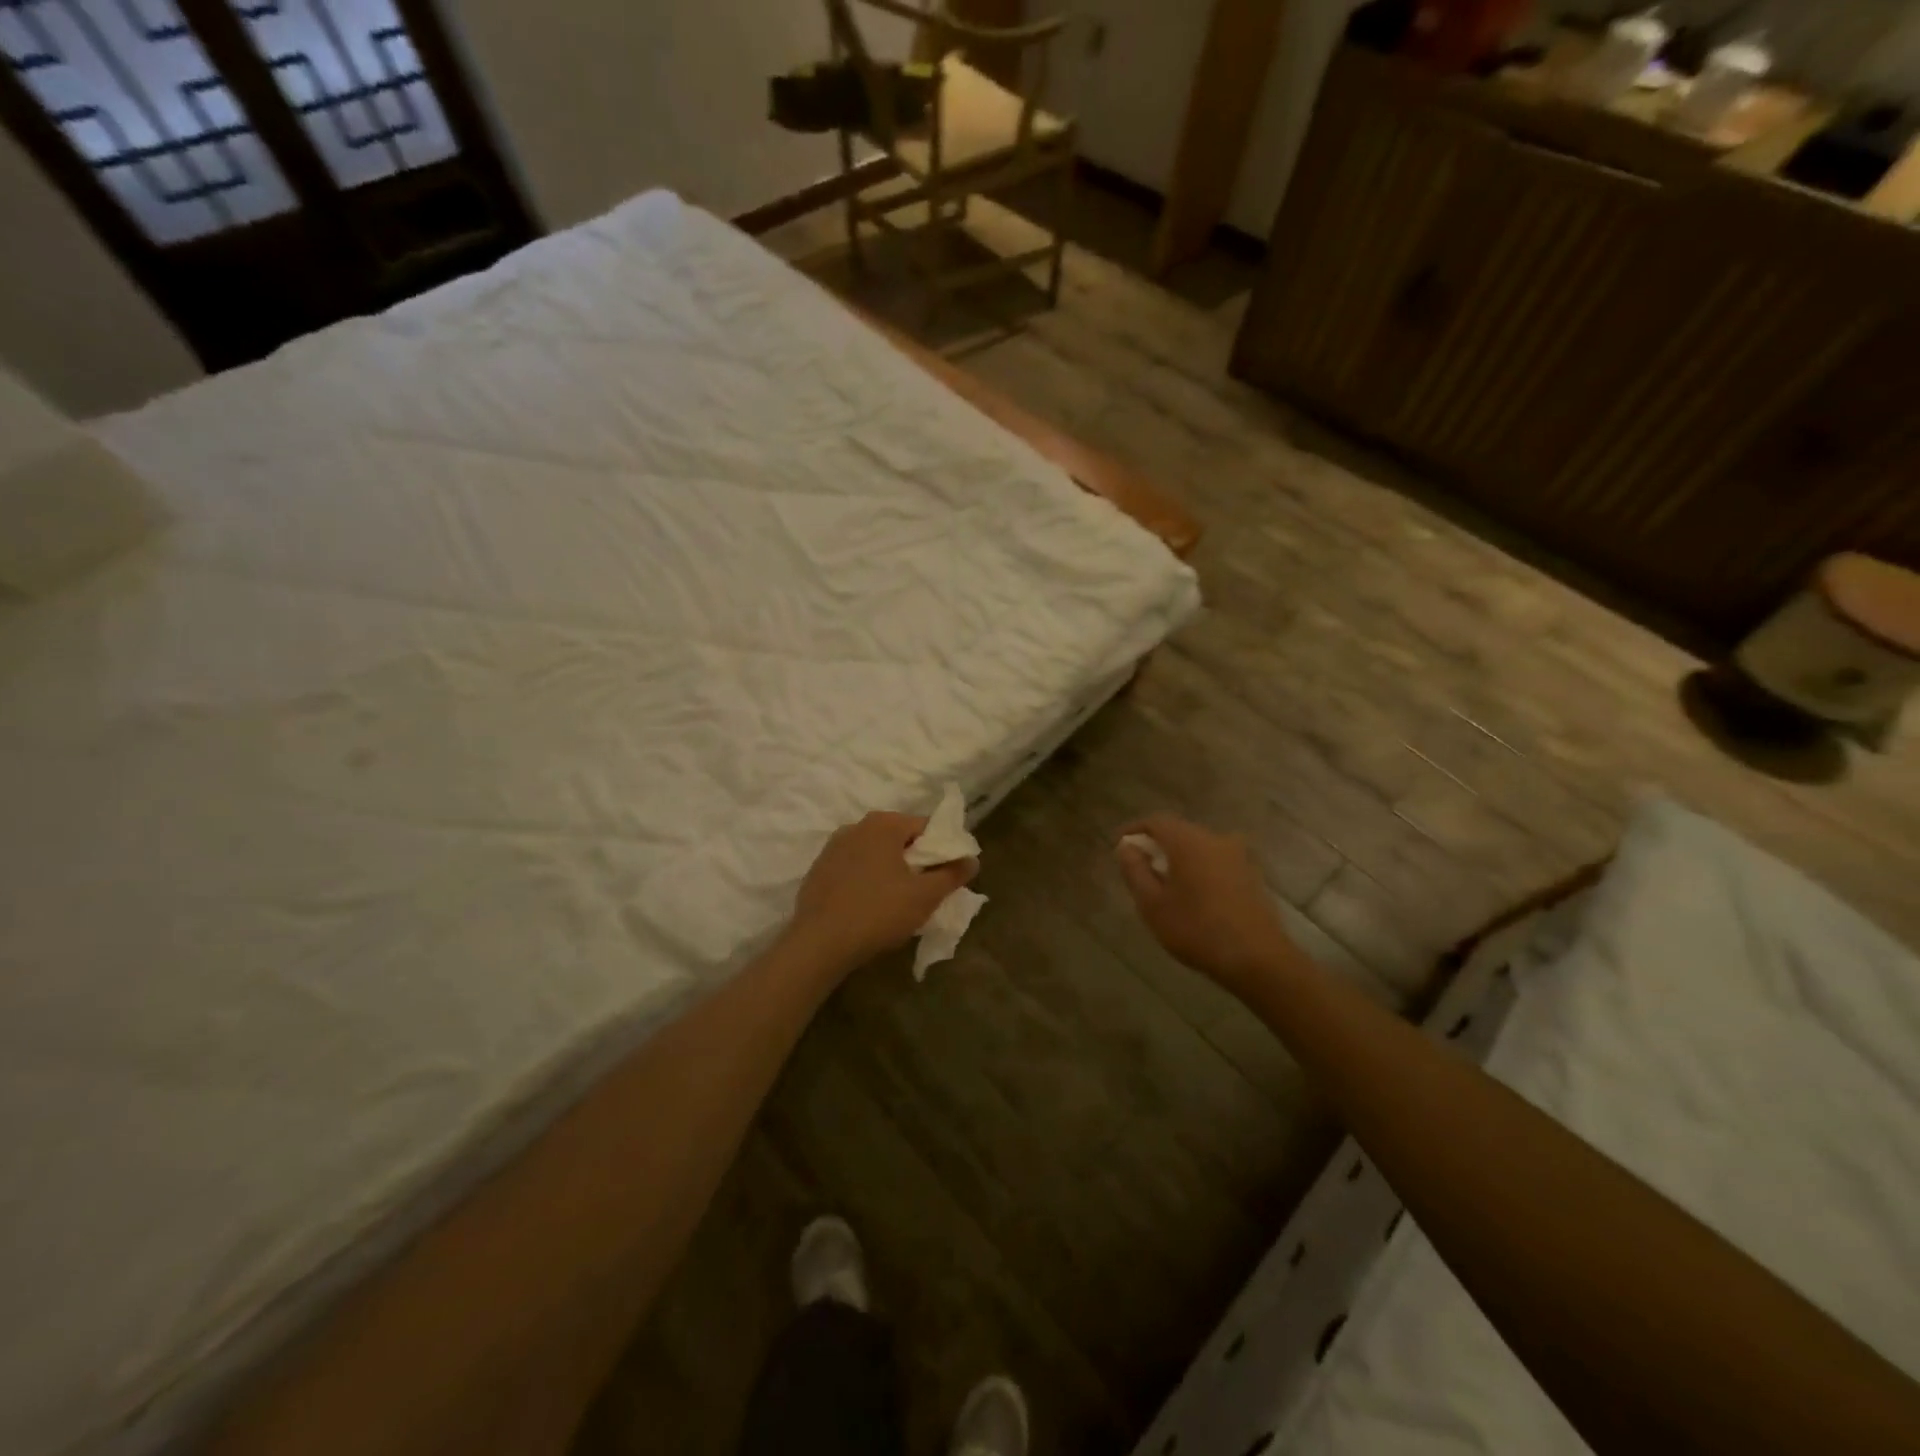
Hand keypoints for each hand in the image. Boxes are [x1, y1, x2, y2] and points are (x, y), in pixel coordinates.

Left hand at [788, 811, 978, 971]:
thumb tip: (972, 860)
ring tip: (897, 901)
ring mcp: (832, 847)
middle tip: (925, 890)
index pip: (925, 826)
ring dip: (889, 870)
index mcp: (883, 824)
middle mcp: (856, 826)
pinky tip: (868, 906)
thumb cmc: (878, 912)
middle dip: (915, 860)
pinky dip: (866, 880)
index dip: (942, 849)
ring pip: (874, 853)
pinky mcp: (818, 870)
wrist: (819, 943)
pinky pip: (853, 868)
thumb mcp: (925, 896)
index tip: (947, 874)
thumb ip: (952, 875)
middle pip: (898, 838)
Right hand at [1115, 814, 1295, 991]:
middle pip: (1179, 831)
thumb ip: (1135, 871)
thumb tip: (1126, 848)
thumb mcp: (1152, 904)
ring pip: (1200, 847)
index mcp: (1188, 841)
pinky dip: (1200, 868)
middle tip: (1140, 865)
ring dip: (1180, 857)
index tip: (1120, 844)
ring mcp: (1238, 856)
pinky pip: (1216, 861)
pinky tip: (1194, 893)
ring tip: (1165, 881)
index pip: (1156, 822)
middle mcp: (1214, 839)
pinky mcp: (1251, 875)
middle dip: (1157, 844)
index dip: (1135, 830)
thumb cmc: (1196, 929)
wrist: (1257, 958)